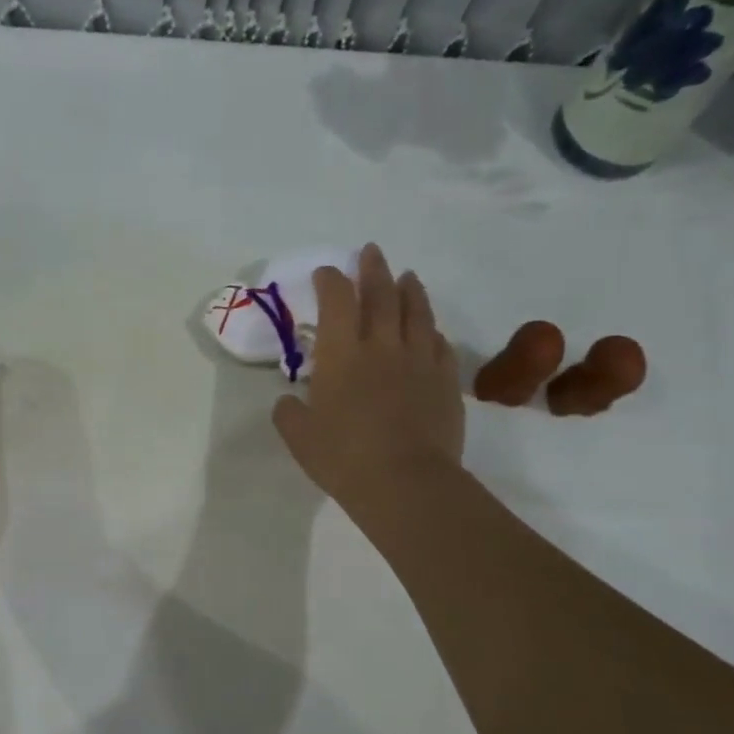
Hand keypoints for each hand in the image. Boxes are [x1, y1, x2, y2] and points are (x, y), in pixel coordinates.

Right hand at [272, 243, 463, 513]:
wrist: (405, 482)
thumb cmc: (343, 457)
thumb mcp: (298, 436)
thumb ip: (289, 412)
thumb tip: (289, 400)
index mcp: (342, 354)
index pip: (337, 301)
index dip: (331, 281)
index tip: (326, 272)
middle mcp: (382, 346)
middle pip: (381, 295)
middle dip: (373, 269)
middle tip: (371, 252)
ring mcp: (419, 361)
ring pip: (417, 313)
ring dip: (410, 289)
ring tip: (407, 276)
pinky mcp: (445, 382)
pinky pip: (440, 346)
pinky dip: (432, 332)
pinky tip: (430, 332)